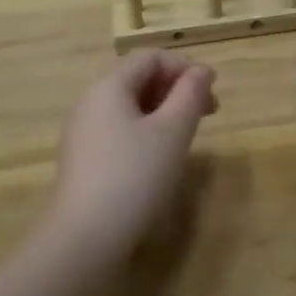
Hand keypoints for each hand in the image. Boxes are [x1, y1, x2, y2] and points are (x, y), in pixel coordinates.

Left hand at [39, 52, 217, 262]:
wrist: (85, 237)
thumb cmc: (135, 176)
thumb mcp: (172, 132)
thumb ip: (190, 95)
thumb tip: (202, 71)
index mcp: (109, 86)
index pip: (150, 57)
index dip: (184, 67)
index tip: (212, 91)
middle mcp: (90, 101)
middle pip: (138, 78)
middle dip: (175, 88)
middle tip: (207, 113)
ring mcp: (83, 131)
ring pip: (129, 106)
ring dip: (163, 110)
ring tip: (187, 134)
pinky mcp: (83, 158)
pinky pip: (118, 129)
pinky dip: (145, 130)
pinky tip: (159, 156)